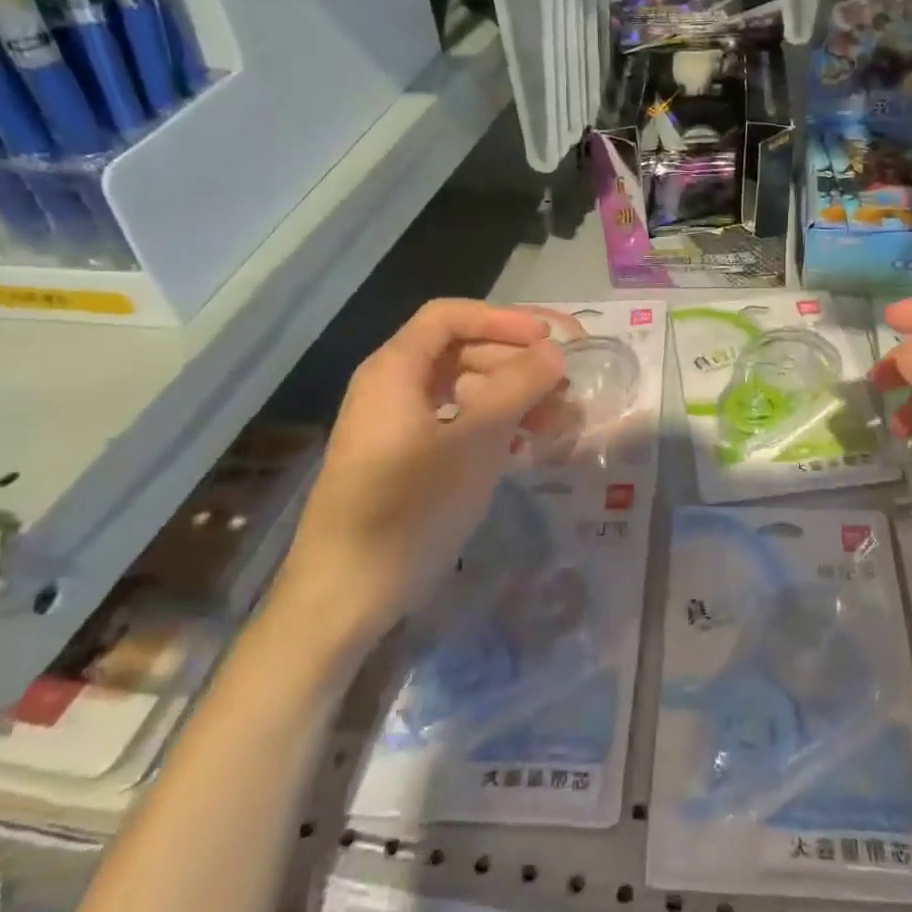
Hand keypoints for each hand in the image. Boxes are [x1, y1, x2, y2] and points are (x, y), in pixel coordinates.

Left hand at [269, 300, 564, 651]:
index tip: (550, 340)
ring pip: (463, 391)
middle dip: (516, 363)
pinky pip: (456, 425)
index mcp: (395, 370)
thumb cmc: (409, 508)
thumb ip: (517, 387)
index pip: (450, 316)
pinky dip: (493, 427)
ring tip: (559, 421)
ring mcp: (397, 426)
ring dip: (512, 398)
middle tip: (566, 386)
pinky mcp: (405, 461)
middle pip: (460, 352)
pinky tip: (527, 447)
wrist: (345, 596)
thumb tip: (554, 350)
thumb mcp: (474, 442)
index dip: (503, 320)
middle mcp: (392, 388)